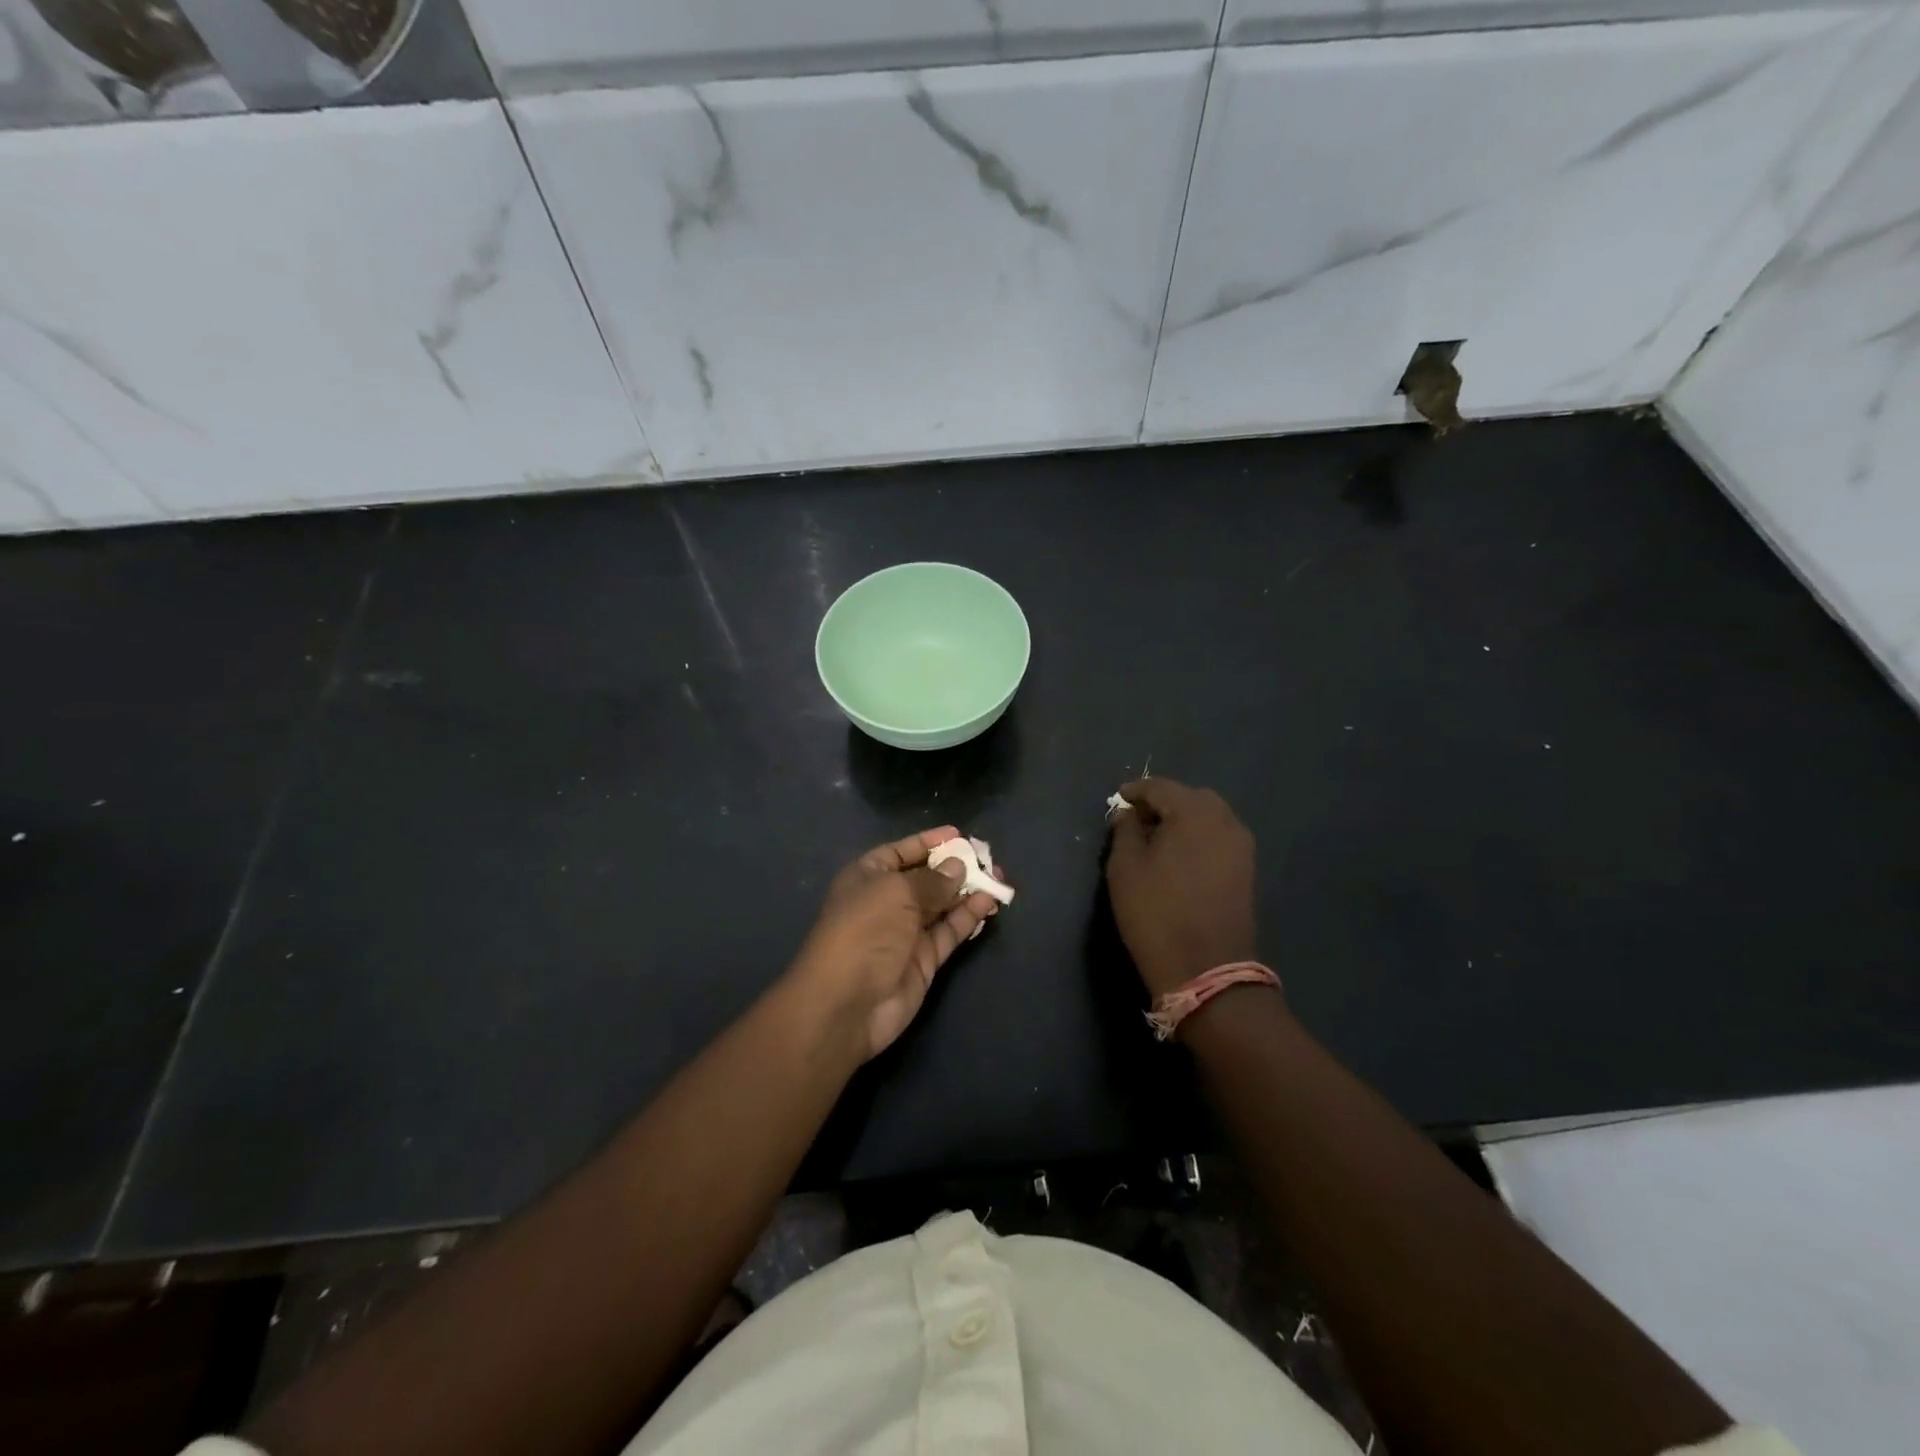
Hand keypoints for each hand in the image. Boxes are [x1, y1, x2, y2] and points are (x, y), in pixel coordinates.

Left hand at [790, 827, 1004, 1059]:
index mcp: (868, 877)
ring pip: (942, 905)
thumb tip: (958, 868)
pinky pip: (949, 931)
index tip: (959, 834)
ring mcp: (905, 932)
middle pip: (925, 878)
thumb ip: (932, 880)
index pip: (901, 852)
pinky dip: (968, 917)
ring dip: (968, 891)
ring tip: (998, 878)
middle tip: (988, 859)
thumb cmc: (865, 930)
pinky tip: (989, 902)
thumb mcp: (897, 892)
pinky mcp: (923, 960)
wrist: (847, 1002)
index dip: (928, 842)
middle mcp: (886, 901)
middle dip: (955, 867)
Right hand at [1106, 779, 1257, 1000]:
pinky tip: (1180, 856)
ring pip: (1209, 817)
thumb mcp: (1125, 868)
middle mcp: (1224, 820)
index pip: (1161, 787)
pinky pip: (1219, 838)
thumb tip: (1129, 814)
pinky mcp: (1247, 870)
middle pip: (1190, 797)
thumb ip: (1125, 831)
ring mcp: (1241, 846)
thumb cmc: (1156, 913)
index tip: (1118, 799)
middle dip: (1164, 802)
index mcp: (1193, 813)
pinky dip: (1199, 837)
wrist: (1206, 968)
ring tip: (1158, 838)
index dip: (1136, 791)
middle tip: (1138, 819)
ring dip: (1184, 819)